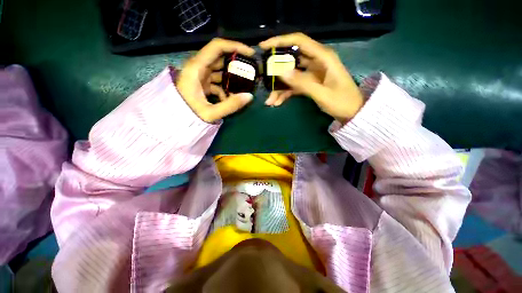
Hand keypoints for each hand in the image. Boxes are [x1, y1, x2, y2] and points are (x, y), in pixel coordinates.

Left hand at [177, 38, 254, 122]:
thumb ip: (230, 105)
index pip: (217, 47)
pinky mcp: (201, 84)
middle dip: (236, 65)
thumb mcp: (210, 113)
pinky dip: (224, 89)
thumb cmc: (186, 115)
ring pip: (219, 71)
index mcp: (196, 68)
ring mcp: (199, 76)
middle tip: (250, 72)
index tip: (250, 54)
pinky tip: (228, 100)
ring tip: (243, 88)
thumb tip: (249, 96)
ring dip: (231, 79)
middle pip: (220, 59)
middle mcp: (198, 68)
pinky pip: (216, 82)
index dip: (235, 46)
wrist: (171, 122)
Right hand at [259, 33, 363, 123]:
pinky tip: (277, 103)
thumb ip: (302, 83)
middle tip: (263, 78)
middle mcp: (316, 62)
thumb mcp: (322, 93)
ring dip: (279, 88)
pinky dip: (285, 94)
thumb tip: (281, 72)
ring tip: (270, 101)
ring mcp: (311, 74)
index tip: (263, 47)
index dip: (280, 41)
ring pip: (290, 76)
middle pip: (291, 60)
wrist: (352, 113)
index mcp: (323, 57)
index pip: (299, 41)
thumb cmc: (342, 102)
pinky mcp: (309, 84)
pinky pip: (293, 86)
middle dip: (276, 70)